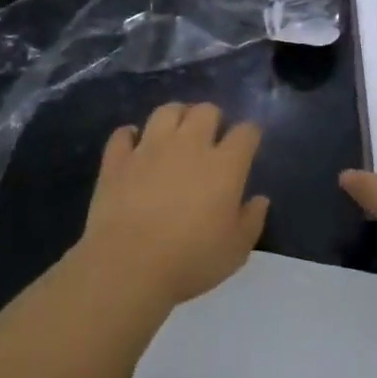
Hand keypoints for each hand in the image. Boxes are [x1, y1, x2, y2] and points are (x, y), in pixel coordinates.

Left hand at [73, 102, 268, 307]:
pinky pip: (123, 134)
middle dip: (213, 118)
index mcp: (225, 165)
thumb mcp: (236, 249)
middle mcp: (189, 146)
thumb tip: (259, 199)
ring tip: (176, 133)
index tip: (248, 145)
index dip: (250, 134)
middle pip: (206, 111)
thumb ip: (252, 220)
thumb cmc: (191, 261)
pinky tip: (134, 145)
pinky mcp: (117, 160)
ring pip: (166, 111)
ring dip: (176, 117)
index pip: (246, 132)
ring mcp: (149, 149)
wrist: (128, 266)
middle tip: (211, 137)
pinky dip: (130, 136)